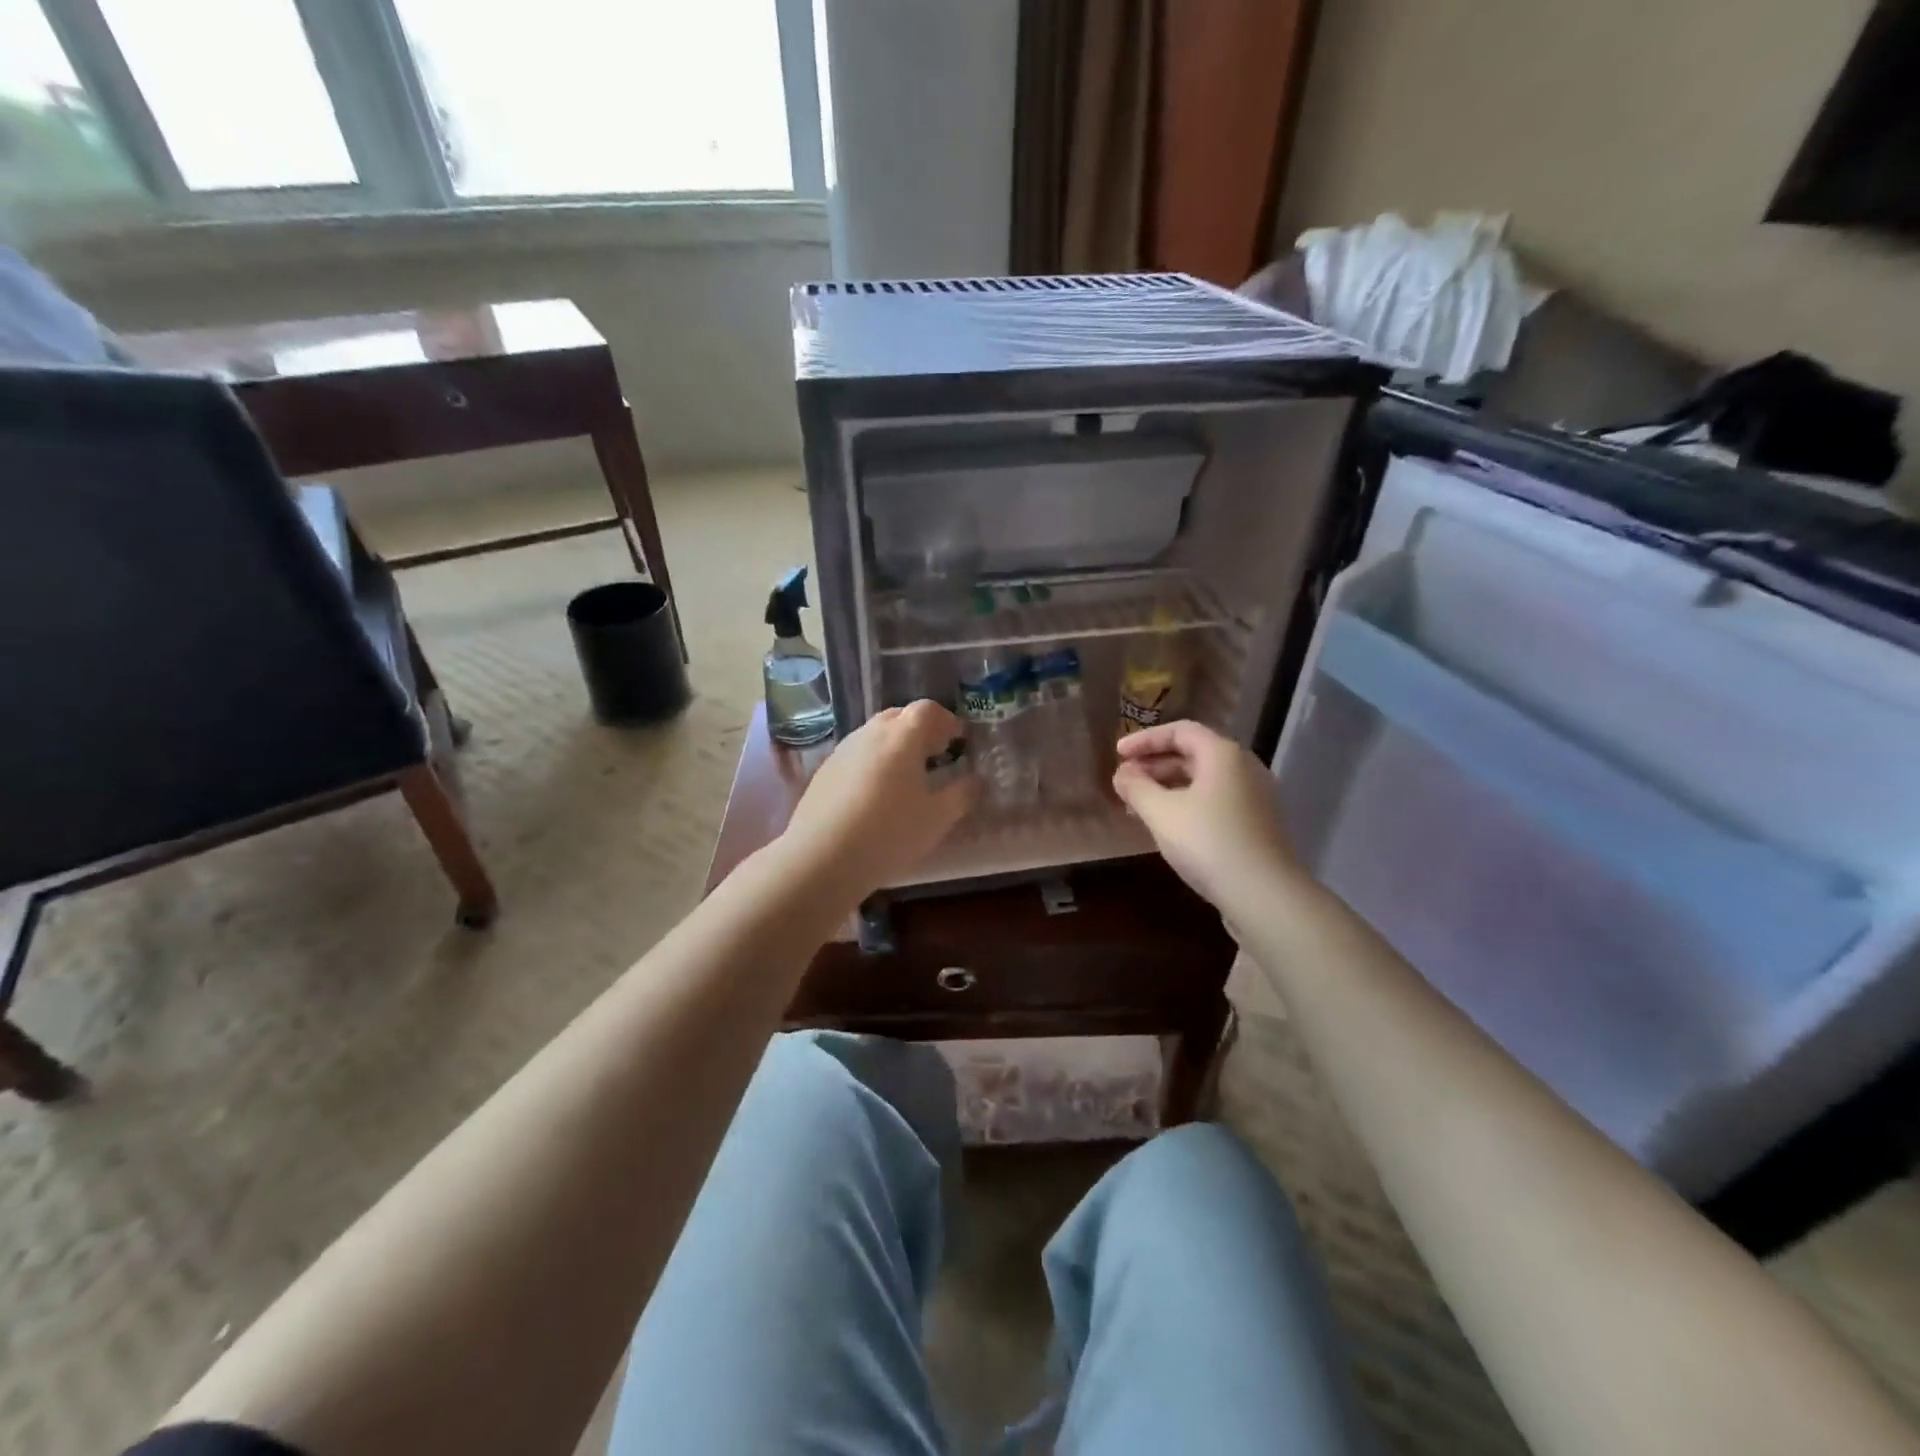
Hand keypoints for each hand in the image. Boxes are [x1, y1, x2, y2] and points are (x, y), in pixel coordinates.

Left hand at [781, 700, 978, 902]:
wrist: (821, 857)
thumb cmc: (889, 833)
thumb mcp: (937, 818)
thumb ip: (962, 794)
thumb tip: (976, 779)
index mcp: (902, 736)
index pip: (928, 709)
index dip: (947, 720)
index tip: (959, 740)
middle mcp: (871, 733)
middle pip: (899, 716)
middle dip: (921, 729)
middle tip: (936, 753)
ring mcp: (843, 750)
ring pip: (875, 734)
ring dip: (896, 744)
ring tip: (908, 775)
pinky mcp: (825, 770)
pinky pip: (857, 753)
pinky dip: (874, 761)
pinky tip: (877, 793)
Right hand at [1112, 720, 1299, 911]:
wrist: (1264, 895)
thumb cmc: (1208, 843)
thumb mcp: (1161, 813)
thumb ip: (1136, 787)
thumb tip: (1122, 773)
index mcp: (1223, 754)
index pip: (1180, 731)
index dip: (1145, 739)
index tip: (1117, 754)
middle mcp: (1243, 767)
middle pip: (1193, 753)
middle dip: (1155, 764)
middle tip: (1125, 781)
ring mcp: (1255, 796)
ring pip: (1204, 779)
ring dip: (1169, 786)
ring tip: (1140, 805)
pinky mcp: (1257, 823)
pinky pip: (1215, 800)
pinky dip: (1188, 802)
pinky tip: (1169, 825)